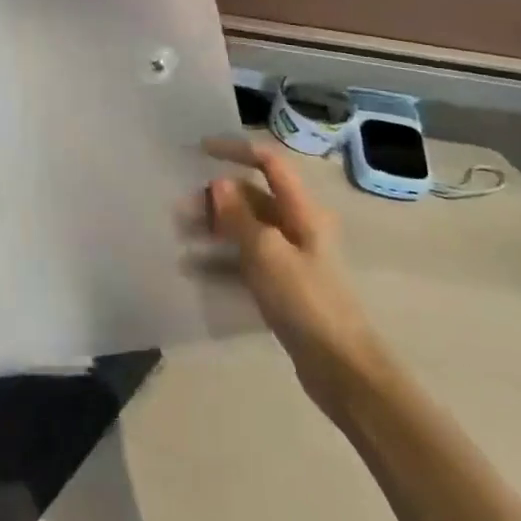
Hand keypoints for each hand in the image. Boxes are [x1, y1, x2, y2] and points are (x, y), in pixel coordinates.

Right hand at [199, 139, 377, 376]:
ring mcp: (290, 258)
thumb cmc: (306, 302)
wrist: (342, 370)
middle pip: (252, 198)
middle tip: (179, 210)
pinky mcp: (283, 286)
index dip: (236, 150)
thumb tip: (218, 183)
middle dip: (215, 199)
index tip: (200, 150)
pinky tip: (193, 269)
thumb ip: (240, 217)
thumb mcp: (267, 254)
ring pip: (245, 230)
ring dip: (213, 230)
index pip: (269, 164)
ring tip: (179, 237)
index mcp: (303, 211)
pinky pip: (245, 262)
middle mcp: (298, 227)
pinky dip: (220, 261)